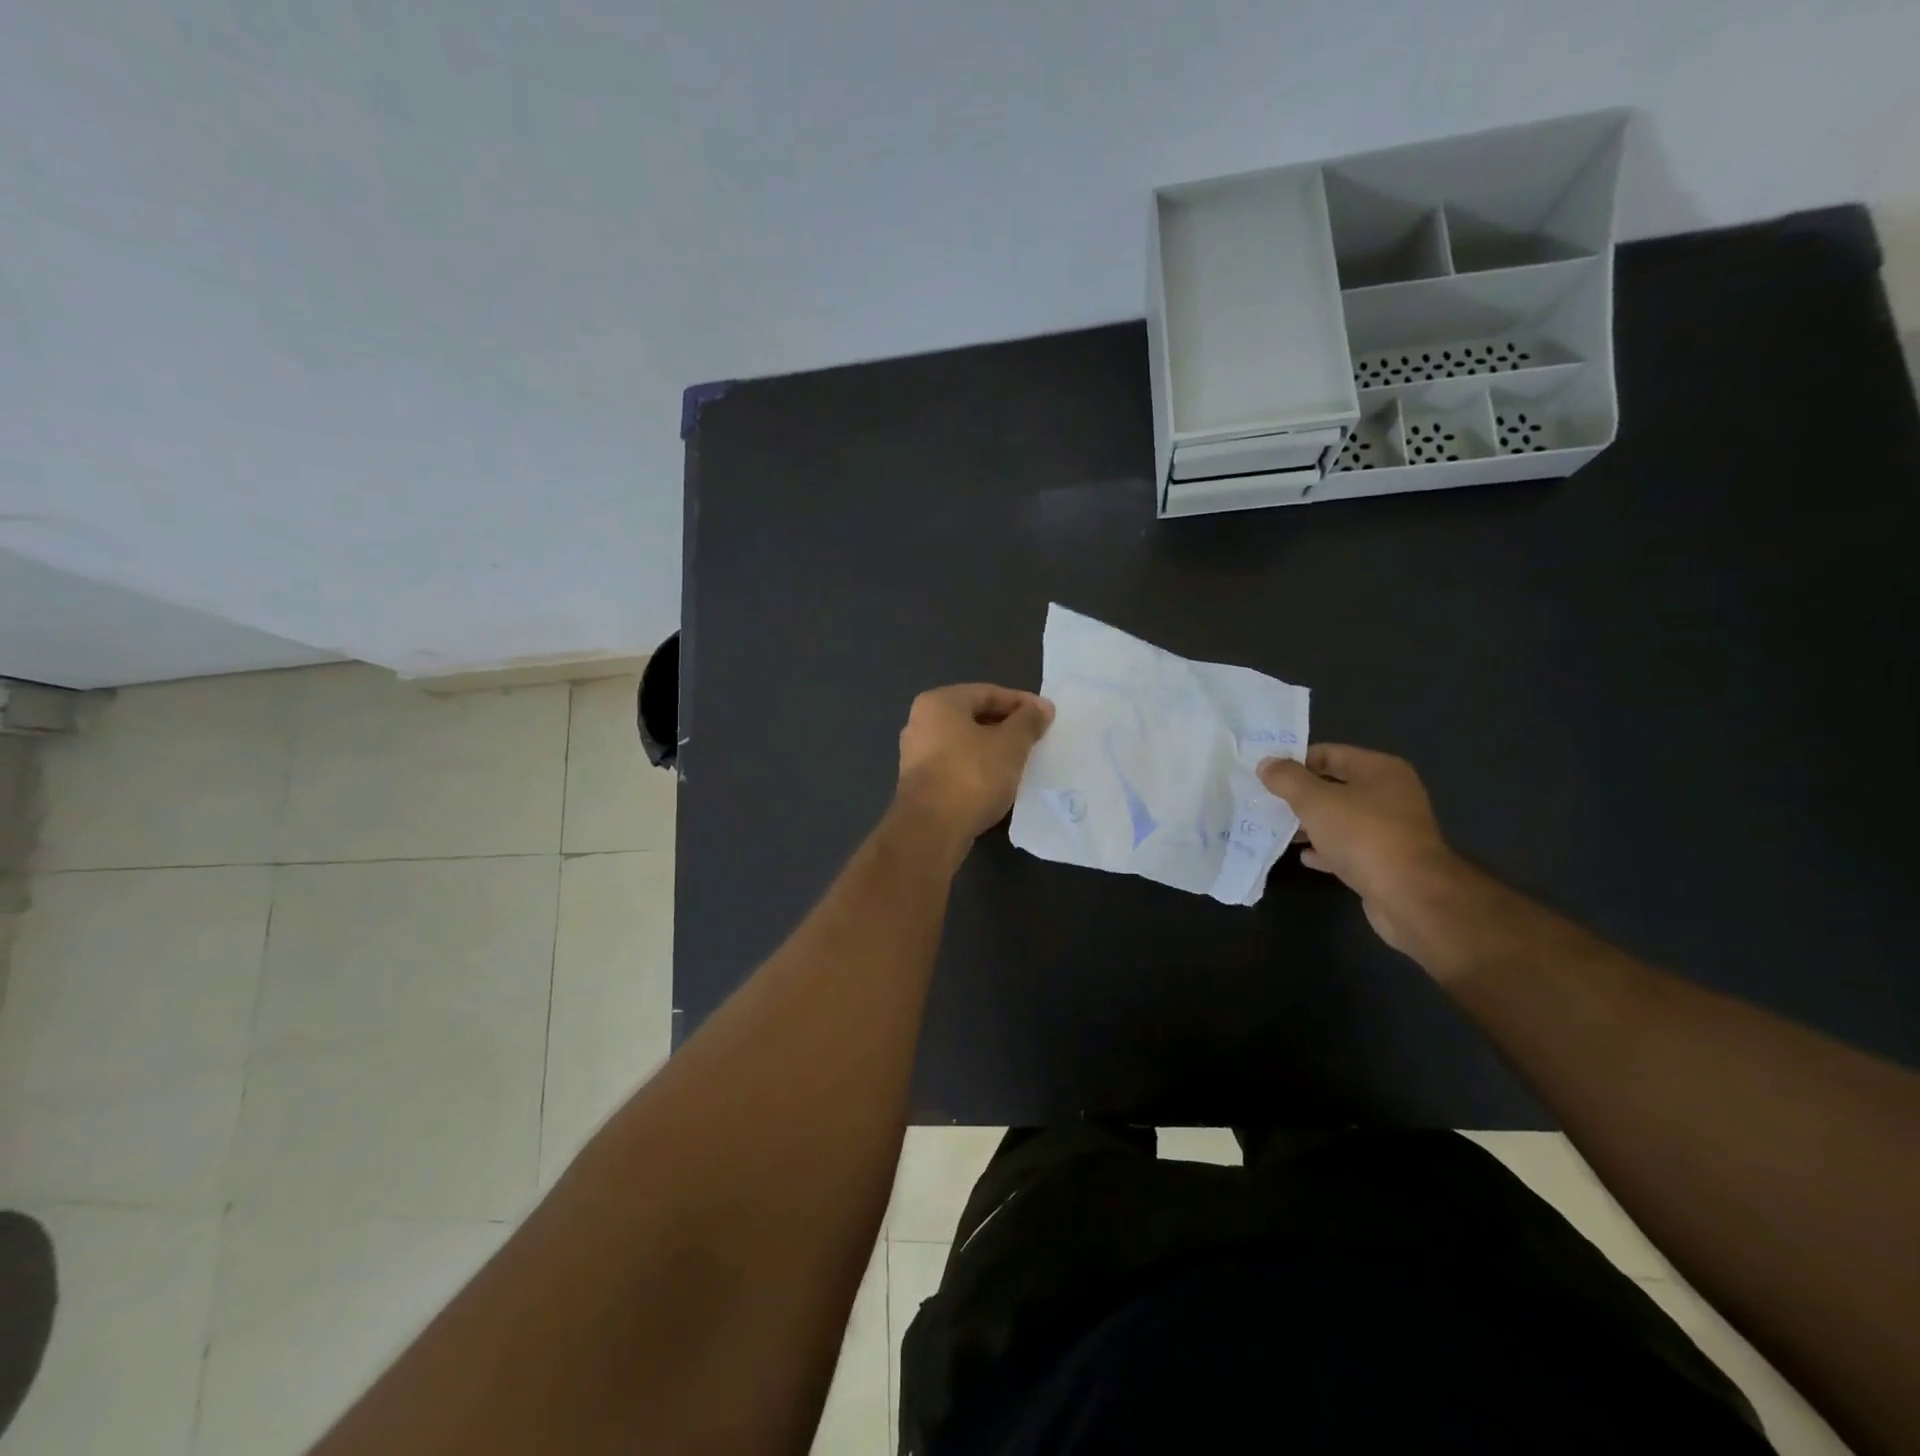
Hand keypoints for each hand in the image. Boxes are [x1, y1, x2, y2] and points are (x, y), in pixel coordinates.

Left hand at [895, 684, 1054, 842]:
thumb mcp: (1010, 744)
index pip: (988, 692)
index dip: (1021, 703)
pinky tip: (998, 782)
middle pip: (974, 717)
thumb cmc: (972, 775)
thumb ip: (1028, 722)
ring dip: (993, 750)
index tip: (1047, 716)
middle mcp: (921, 723)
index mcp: (939, 702)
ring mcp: (916, 755)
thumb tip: (1041, 707)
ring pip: (965, 744)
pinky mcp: (919, 784)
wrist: (931, 829)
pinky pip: (956, 766)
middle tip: (1037, 738)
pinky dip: (979, 769)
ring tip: (1022, 761)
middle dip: (1007, 726)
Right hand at [1258, 745, 1463, 957]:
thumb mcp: (1315, 801)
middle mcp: (1390, 795)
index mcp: (1380, 770)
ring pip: (1340, 819)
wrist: (1409, 896)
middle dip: (1300, 794)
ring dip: (1310, 823)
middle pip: (1335, 786)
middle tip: (1266, 800)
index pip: (1330, 753)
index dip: (1296, 760)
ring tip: (1278, 828)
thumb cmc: (1363, 835)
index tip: (1266, 773)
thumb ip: (1287, 779)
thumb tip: (1266, 764)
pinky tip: (1304, 856)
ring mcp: (1390, 830)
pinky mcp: (1386, 861)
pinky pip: (1348, 848)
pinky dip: (1326, 849)